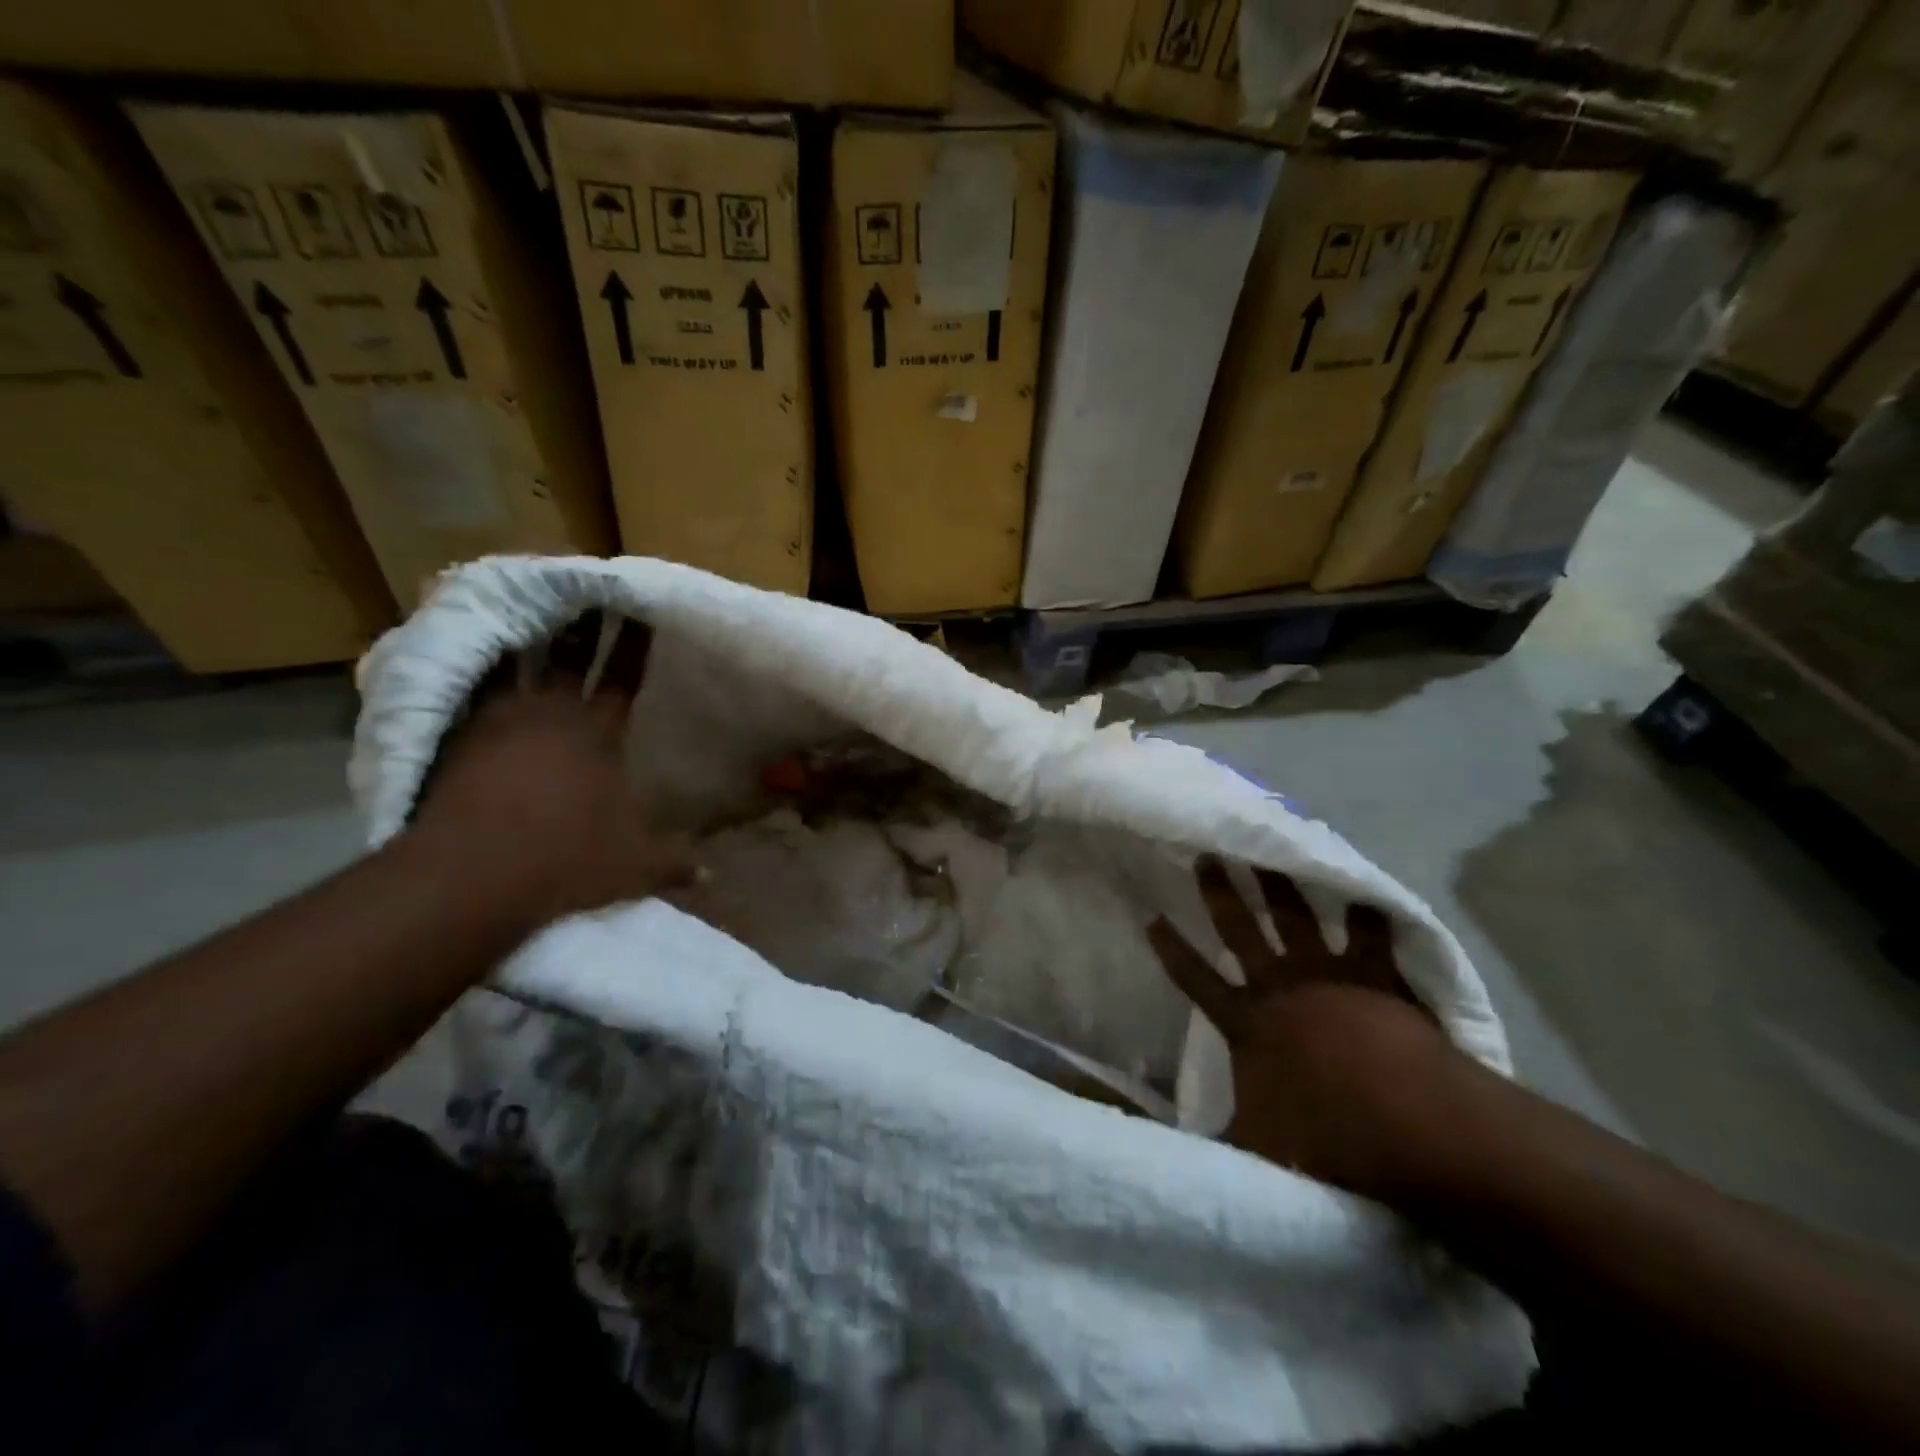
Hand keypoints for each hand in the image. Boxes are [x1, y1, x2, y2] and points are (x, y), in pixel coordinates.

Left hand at [410, 611, 697, 930]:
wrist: (474, 873)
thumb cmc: (567, 858)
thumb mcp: (634, 866)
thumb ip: (674, 864)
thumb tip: (712, 880)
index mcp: (599, 733)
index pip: (624, 677)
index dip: (635, 644)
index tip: (640, 610)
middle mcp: (552, 714)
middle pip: (570, 656)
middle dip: (583, 623)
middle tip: (586, 591)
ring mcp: (499, 720)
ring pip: (516, 663)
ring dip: (525, 636)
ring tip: (524, 606)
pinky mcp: (456, 735)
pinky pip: (469, 689)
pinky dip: (476, 670)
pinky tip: (471, 659)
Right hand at [1149, 857, 1466, 1199]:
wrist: (1409, 1125)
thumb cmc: (1326, 1138)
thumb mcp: (1251, 1148)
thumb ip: (1209, 1142)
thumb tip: (1156, 1150)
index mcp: (1247, 1022)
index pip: (1195, 978)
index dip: (1171, 949)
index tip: (1151, 916)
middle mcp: (1280, 987)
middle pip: (1241, 929)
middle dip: (1221, 892)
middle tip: (1208, 853)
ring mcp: (1329, 976)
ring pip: (1296, 917)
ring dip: (1280, 884)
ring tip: (1270, 853)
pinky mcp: (1376, 978)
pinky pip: (1371, 936)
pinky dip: (1368, 915)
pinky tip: (1368, 893)